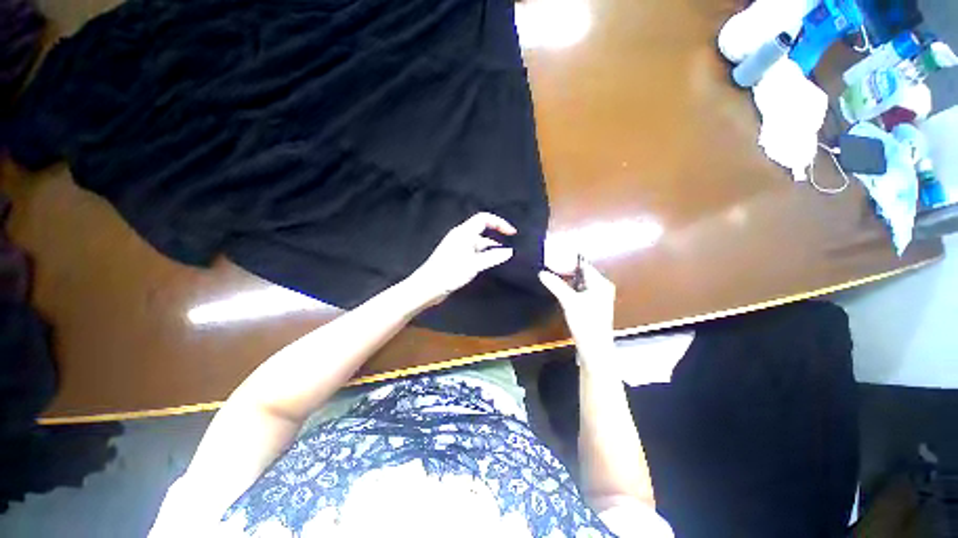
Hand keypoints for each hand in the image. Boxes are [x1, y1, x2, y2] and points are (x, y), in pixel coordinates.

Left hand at [405, 213, 516, 306]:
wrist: (427, 286)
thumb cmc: (450, 272)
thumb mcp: (474, 265)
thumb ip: (492, 257)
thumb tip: (509, 251)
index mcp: (464, 233)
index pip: (484, 219)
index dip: (499, 223)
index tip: (512, 233)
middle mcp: (461, 236)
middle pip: (482, 231)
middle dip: (497, 237)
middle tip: (510, 248)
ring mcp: (458, 247)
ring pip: (479, 243)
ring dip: (491, 249)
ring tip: (503, 259)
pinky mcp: (456, 257)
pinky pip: (474, 252)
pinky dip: (483, 256)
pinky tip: (490, 265)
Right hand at [539, 260, 615, 367]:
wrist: (594, 348)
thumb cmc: (585, 322)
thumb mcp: (569, 302)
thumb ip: (556, 285)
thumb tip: (542, 273)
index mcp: (600, 284)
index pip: (584, 265)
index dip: (570, 260)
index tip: (556, 255)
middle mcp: (602, 288)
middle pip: (583, 273)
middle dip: (568, 269)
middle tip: (552, 264)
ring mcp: (599, 298)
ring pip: (582, 282)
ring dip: (569, 278)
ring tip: (554, 273)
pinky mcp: (594, 306)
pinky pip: (582, 290)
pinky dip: (572, 287)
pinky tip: (562, 288)